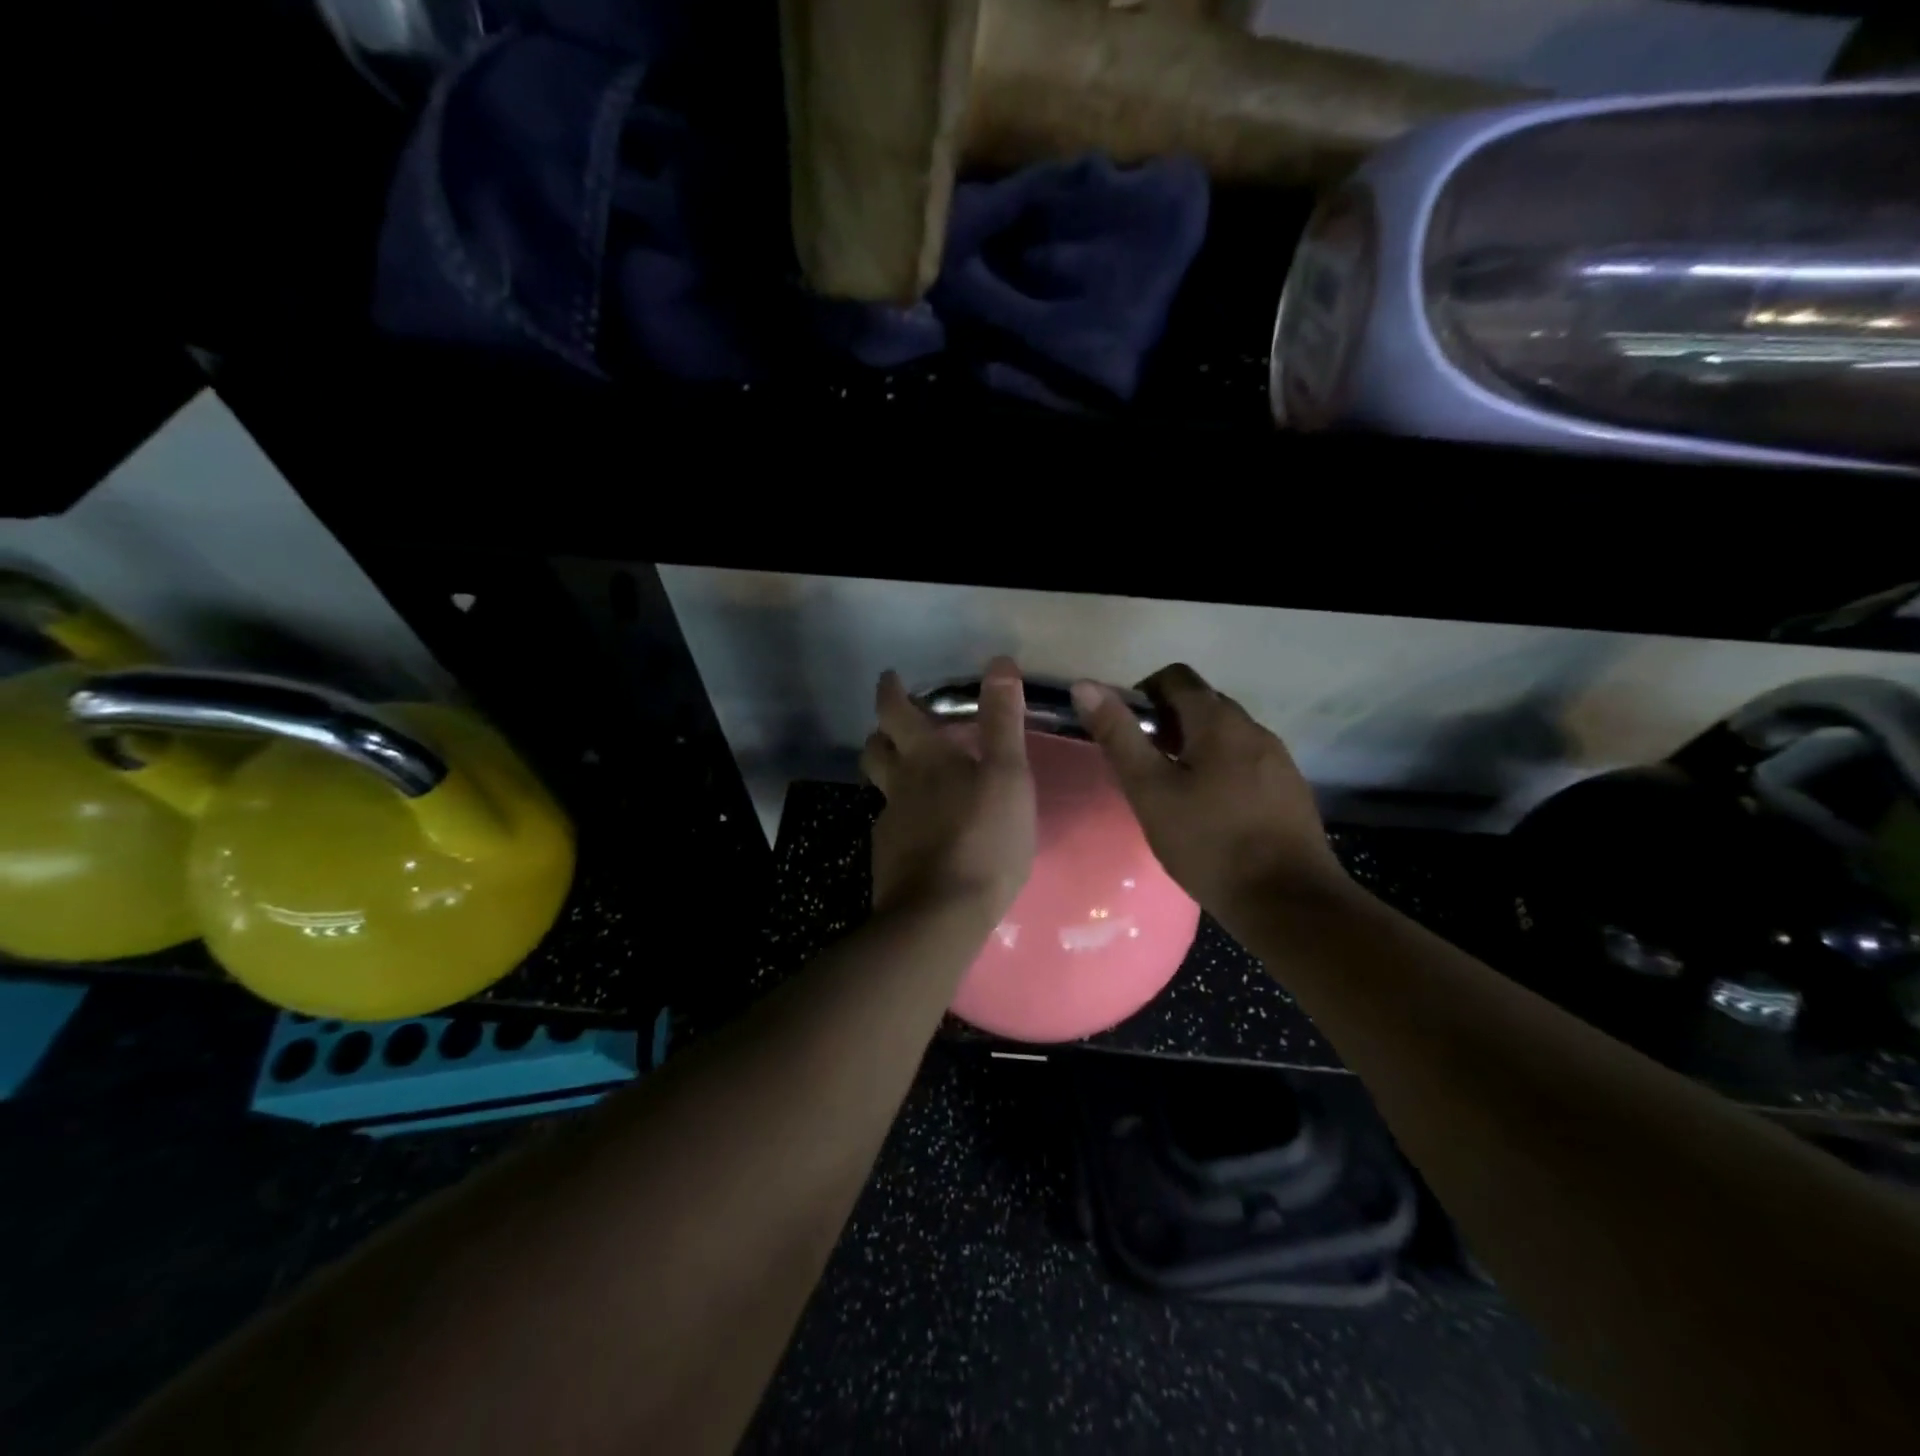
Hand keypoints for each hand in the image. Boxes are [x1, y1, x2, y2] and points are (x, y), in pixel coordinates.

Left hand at [861, 657, 1037, 919]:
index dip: (890, 691)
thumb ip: (1002, 721)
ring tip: (916, 782)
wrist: (941, 915)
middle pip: (875, 750)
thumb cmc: (983, 838)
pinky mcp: (889, 860)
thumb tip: (998, 662)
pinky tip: (926, 835)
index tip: (890, 678)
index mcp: (924, 759)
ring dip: (891, 777)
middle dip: (882, 733)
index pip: (894, 712)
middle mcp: (898, 786)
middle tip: (899, 730)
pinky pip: (892, 828)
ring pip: (882, 791)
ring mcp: (889, 825)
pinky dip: (904, 820)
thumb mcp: (1007, 775)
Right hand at [1071, 663, 1345, 913]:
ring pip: (1226, 735)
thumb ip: (1118, 736)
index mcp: (1219, 721)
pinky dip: (1220, 770)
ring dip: (1194, 747)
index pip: (1175, 677)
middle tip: (1144, 766)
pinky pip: (1246, 762)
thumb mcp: (1150, 790)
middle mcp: (1254, 728)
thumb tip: (1085, 686)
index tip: (1127, 733)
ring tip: (1173, 792)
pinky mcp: (1290, 789)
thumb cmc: (1209, 843)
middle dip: (1167, 723)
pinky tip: (1210, 812)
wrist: (1287, 902)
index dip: (1142, 694)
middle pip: (1202, 704)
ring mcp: (1278, 759)